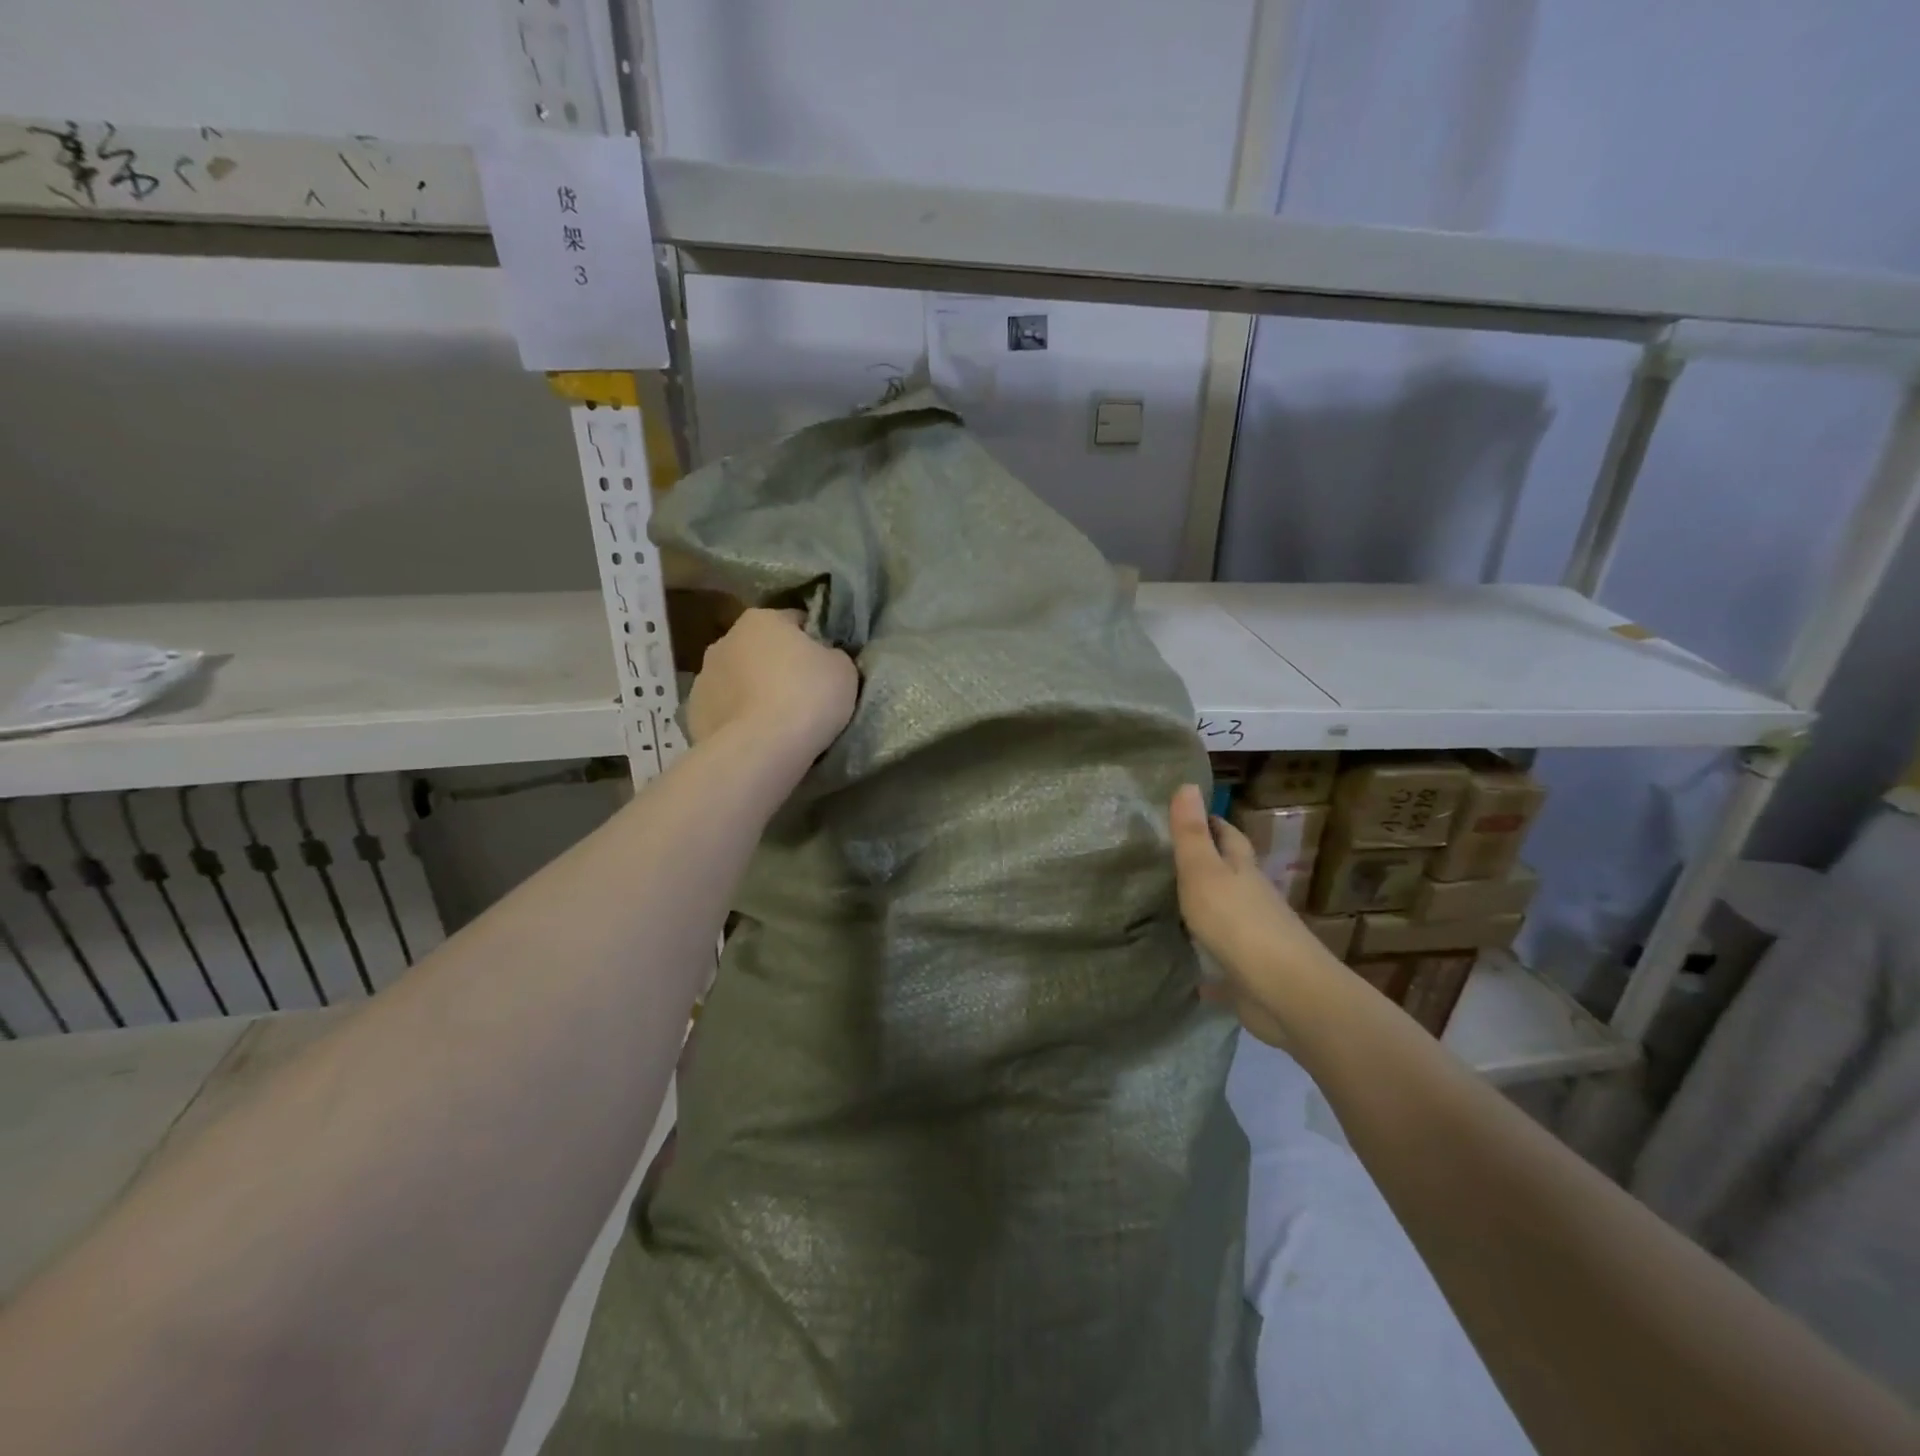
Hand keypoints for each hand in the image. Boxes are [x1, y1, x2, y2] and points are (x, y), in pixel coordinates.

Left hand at [686, 608, 857, 762]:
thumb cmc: (807, 697)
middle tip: (804, 695)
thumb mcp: (843, 668)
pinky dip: (738, 719)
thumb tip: (823, 658)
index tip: (826, 666)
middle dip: (778, 666)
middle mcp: (725, 640)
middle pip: (761, 649)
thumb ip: (832, 655)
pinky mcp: (693, 713)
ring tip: (778, 722)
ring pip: (738, 680)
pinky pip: (725, 711)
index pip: (795, 621)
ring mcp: (703, 678)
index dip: (815, 643)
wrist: (761, 750)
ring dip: (754, 692)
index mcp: (761, 619)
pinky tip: (756, 737)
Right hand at [1170, 784, 1343, 1047]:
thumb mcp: (1204, 871)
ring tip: (1168, 908)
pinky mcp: (1251, 975)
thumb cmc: (1238, 923)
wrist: (1285, 992)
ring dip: (1206, 910)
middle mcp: (1253, 900)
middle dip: (1208, 865)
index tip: (1188, 813)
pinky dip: (1208, 965)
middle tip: (1169, 860)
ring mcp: (1255, 939)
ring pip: (1228, 917)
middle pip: (1231, 875)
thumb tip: (1187, 783)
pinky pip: (1224, 965)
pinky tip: (1190, 973)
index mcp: (1243, 871)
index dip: (1212, 823)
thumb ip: (1192, 833)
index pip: (1229, 836)